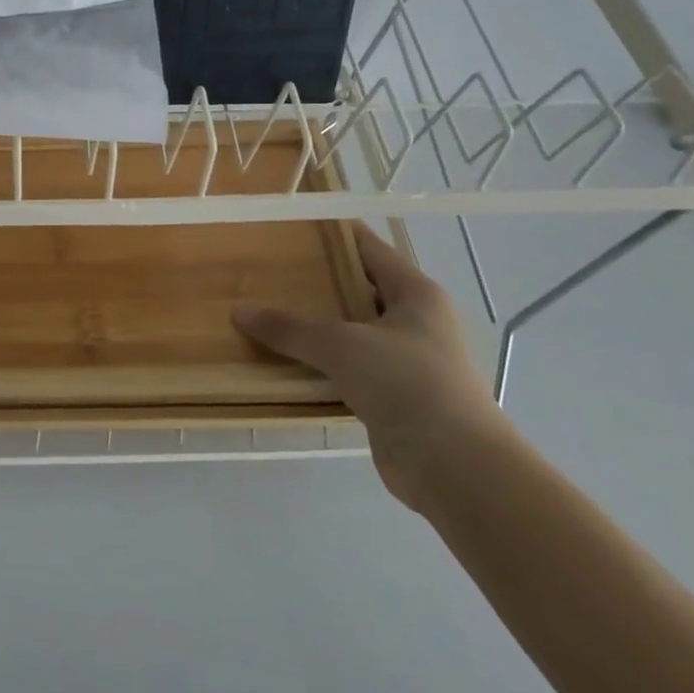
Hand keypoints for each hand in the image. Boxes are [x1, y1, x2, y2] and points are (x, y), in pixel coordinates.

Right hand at [233, 223, 505, 509]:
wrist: (455, 467)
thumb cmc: (406, 383)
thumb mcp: (341, 345)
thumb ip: (289, 327)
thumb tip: (238, 312)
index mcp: (415, 293)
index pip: (368, 248)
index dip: (332, 233)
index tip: (290, 225)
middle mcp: (414, 321)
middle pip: (356, 289)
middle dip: (314, 281)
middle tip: (266, 268)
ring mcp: (404, 361)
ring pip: (349, 331)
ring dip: (313, 326)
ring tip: (265, 310)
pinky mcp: (392, 397)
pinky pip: (346, 368)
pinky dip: (318, 364)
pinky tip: (282, 359)